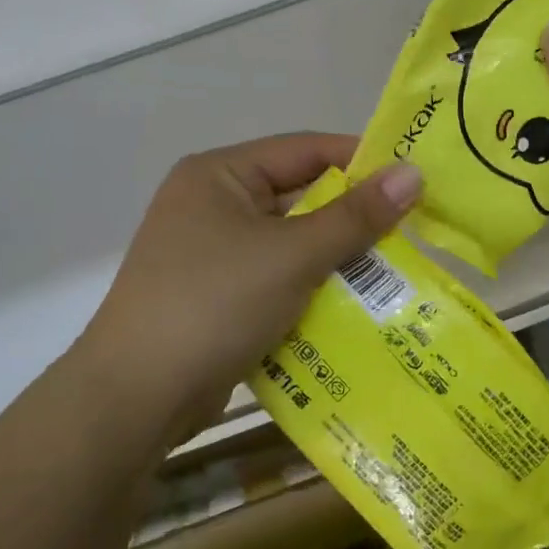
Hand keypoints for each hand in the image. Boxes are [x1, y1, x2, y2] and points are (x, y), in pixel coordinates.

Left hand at [69, 134, 421, 429]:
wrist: (136, 398)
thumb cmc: (214, 304)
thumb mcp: (293, 255)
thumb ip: (355, 216)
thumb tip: (412, 173)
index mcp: (220, 175)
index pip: (304, 150)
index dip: (360, 160)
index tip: (412, 178)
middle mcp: (213, 205)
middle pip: (300, 199)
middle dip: (353, 219)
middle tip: (412, 233)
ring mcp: (212, 254)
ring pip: (292, 244)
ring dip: (337, 260)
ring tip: (395, 273)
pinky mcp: (218, 297)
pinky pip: (278, 280)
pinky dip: (313, 290)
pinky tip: (355, 309)